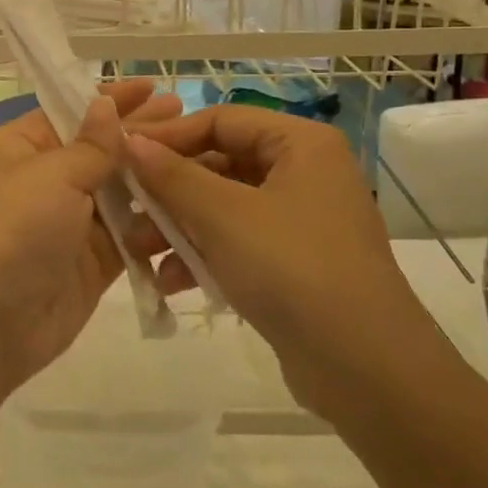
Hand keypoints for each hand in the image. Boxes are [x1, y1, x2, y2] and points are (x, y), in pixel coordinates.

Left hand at [0, 79, 181, 401]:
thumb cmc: (11, 228)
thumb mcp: (51, 175)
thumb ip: (90, 145)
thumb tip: (104, 104)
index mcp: (22, 148)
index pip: (72, 113)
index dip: (111, 99)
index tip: (153, 87)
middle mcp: (45, 181)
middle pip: (99, 151)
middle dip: (140, 135)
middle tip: (188, 117)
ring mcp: (69, 224)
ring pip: (118, 193)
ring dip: (153, 177)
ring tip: (200, 157)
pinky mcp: (90, 264)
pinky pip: (129, 235)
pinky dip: (154, 223)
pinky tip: (191, 206)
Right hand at [125, 107, 442, 419]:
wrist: (365, 368)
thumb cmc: (292, 269)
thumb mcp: (222, 216)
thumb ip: (171, 175)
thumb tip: (128, 141)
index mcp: (300, 144)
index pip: (220, 120)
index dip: (168, 136)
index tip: (121, 155)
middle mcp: (305, 173)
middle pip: (220, 164)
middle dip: (169, 190)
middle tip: (125, 208)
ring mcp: (302, 220)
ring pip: (224, 207)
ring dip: (179, 226)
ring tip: (138, 251)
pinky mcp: (296, 263)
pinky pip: (239, 242)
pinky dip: (204, 255)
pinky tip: (170, 281)